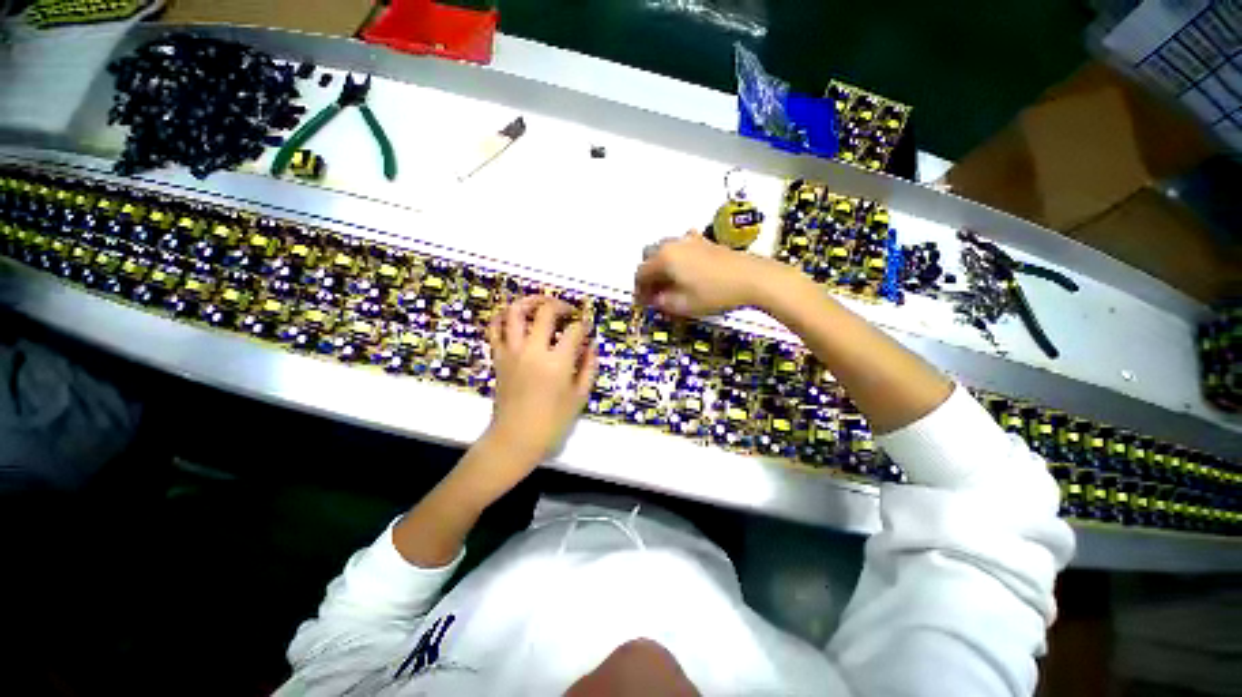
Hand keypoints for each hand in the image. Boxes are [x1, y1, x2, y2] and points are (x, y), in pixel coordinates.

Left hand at [482, 295, 598, 469]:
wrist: (515, 439)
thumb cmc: (552, 422)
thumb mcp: (579, 397)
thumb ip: (588, 367)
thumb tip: (592, 345)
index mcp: (557, 362)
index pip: (574, 330)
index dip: (584, 325)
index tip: (587, 327)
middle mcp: (533, 350)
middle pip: (545, 311)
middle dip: (560, 305)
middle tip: (569, 311)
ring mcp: (512, 352)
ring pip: (515, 312)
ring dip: (530, 301)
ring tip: (542, 304)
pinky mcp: (498, 357)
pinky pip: (495, 329)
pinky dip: (502, 317)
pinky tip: (514, 317)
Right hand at [634, 231, 787, 316]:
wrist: (751, 278)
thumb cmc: (714, 293)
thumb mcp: (683, 305)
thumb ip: (662, 302)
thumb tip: (653, 299)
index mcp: (664, 258)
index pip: (640, 272)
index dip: (639, 289)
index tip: (643, 303)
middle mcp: (673, 244)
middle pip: (649, 256)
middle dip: (648, 274)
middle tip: (655, 292)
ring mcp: (690, 240)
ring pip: (665, 249)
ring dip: (661, 265)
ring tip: (670, 282)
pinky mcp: (705, 241)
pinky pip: (682, 247)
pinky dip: (677, 257)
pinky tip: (687, 269)